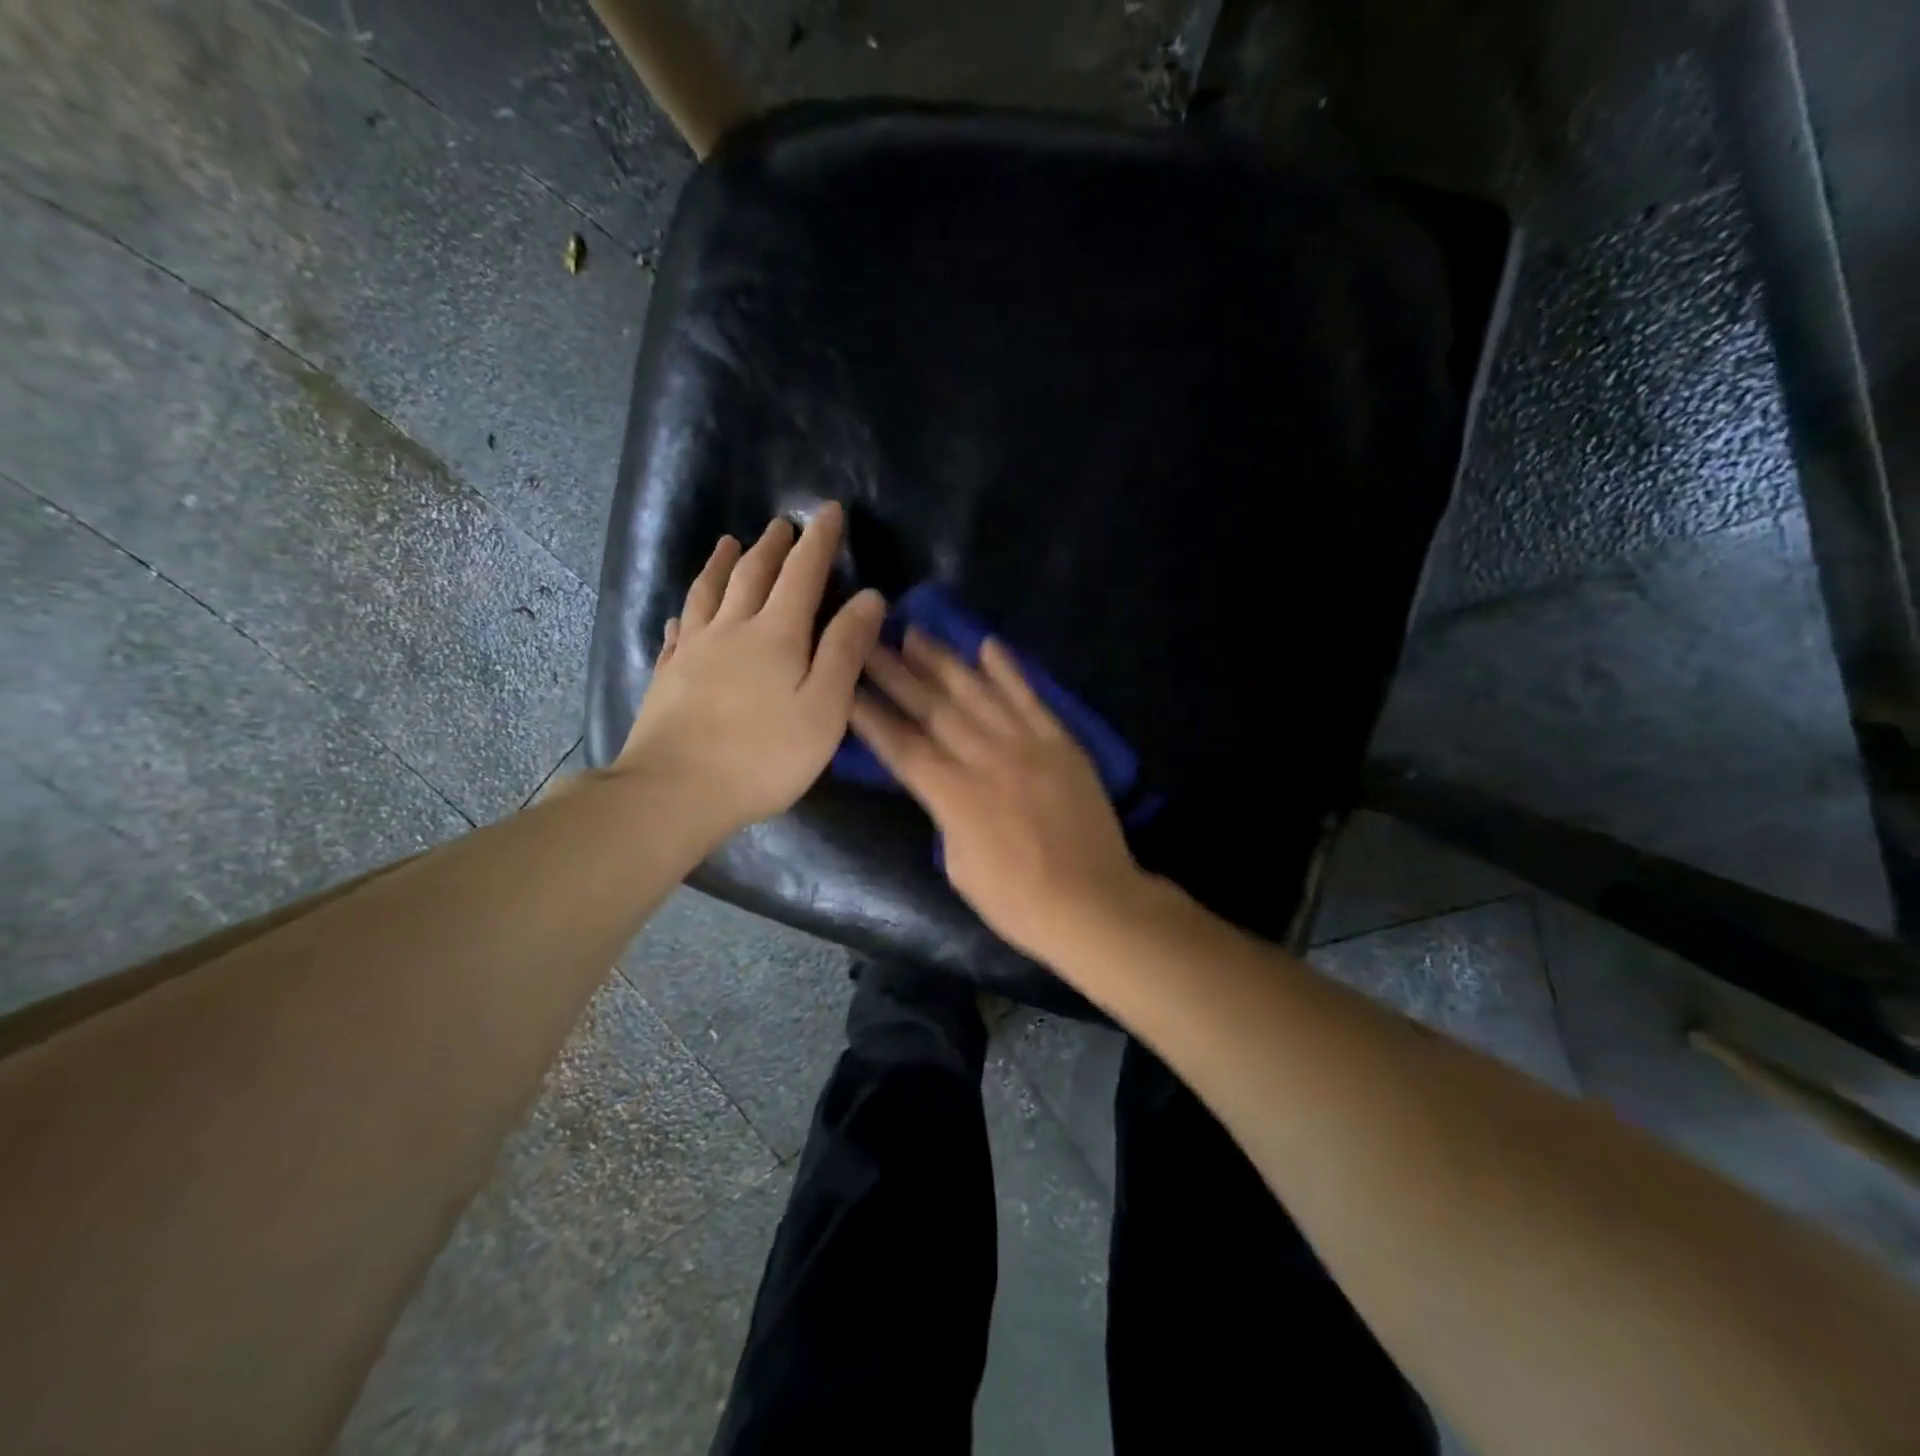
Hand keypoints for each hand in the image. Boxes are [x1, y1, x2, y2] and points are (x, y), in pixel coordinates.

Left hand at [616, 503, 885, 837]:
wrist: (675, 790)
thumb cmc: (764, 755)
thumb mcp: (824, 707)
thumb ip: (846, 649)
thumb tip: (870, 597)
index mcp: (777, 634)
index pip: (803, 573)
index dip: (819, 541)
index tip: (830, 510)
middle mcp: (732, 629)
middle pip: (753, 574)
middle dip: (773, 546)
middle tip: (782, 524)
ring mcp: (693, 651)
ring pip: (709, 592)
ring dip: (723, 563)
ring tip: (730, 542)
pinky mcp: (668, 676)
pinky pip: (679, 630)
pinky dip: (688, 610)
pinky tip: (685, 612)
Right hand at [850, 629, 1144, 962]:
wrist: (1092, 902)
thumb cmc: (1017, 901)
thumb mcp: (959, 865)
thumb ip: (946, 814)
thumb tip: (944, 784)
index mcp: (954, 796)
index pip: (902, 745)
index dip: (871, 715)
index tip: (845, 684)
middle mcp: (986, 759)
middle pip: (933, 708)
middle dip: (895, 673)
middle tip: (867, 641)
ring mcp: (1028, 745)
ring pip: (978, 692)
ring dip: (943, 661)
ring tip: (915, 633)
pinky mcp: (1061, 742)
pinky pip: (1031, 697)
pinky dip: (1009, 670)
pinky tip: (987, 644)